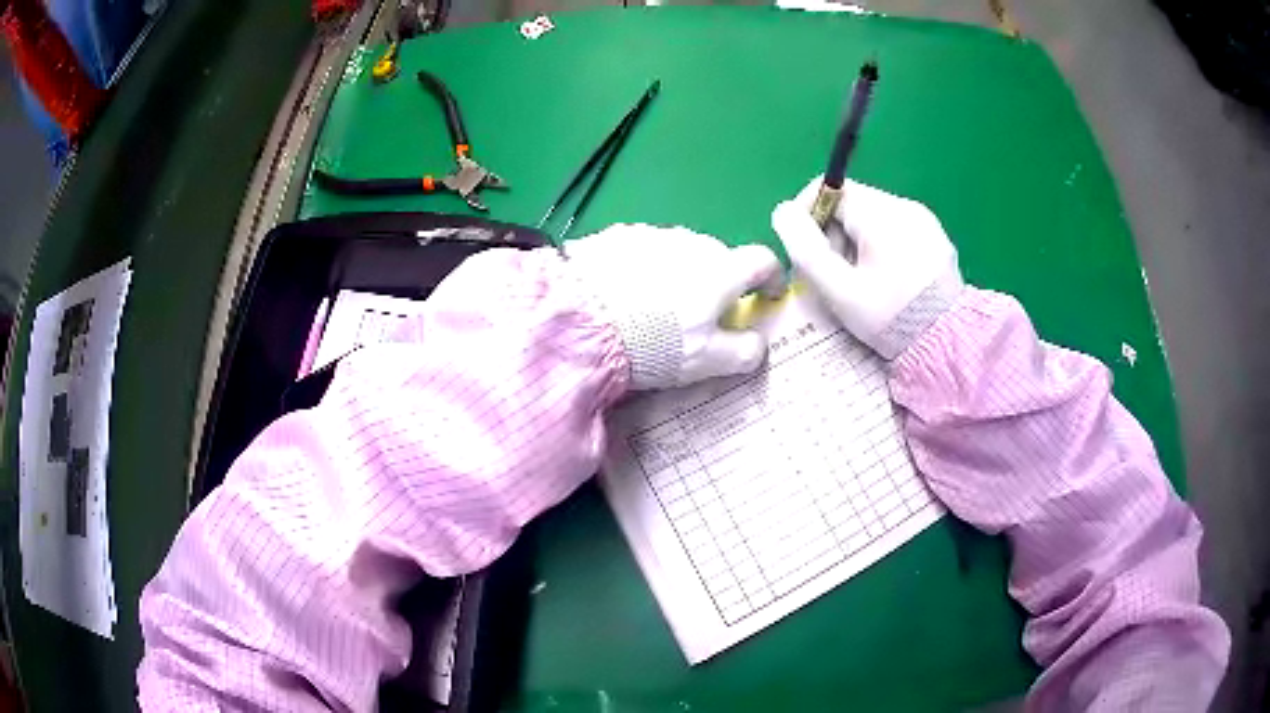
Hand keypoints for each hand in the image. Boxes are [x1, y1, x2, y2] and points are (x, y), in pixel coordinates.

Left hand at [566, 224, 781, 389]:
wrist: (581, 322)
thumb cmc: (655, 344)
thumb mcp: (706, 361)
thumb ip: (743, 352)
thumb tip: (758, 344)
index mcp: (721, 270)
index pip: (763, 260)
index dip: (772, 277)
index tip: (767, 296)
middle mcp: (692, 242)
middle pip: (719, 257)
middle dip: (719, 281)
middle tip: (701, 314)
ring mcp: (653, 235)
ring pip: (681, 251)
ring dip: (680, 271)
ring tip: (656, 304)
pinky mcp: (618, 236)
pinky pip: (645, 248)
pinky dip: (646, 266)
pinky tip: (625, 291)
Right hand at [771, 177, 962, 358]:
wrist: (948, 344)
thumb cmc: (891, 318)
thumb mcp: (840, 290)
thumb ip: (805, 249)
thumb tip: (782, 211)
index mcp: (880, 214)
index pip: (830, 188)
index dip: (807, 213)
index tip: (803, 250)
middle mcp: (904, 206)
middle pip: (851, 202)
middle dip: (831, 233)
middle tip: (830, 275)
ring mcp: (923, 220)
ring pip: (872, 217)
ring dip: (854, 242)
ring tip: (858, 282)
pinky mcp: (934, 236)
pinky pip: (894, 229)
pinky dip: (878, 247)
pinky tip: (884, 280)